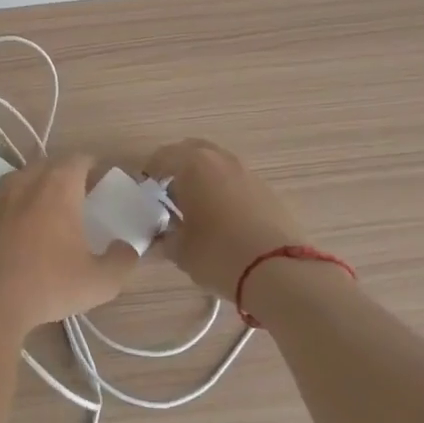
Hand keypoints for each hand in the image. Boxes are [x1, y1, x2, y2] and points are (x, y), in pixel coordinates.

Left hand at [0, 155, 137, 330]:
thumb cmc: (47, 285)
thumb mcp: (99, 282)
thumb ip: (121, 261)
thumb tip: (127, 248)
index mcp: (57, 187)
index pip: (77, 159)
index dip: (90, 165)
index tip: (97, 178)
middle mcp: (24, 182)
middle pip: (45, 166)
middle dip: (60, 175)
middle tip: (73, 197)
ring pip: (16, 183)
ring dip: (31, 191)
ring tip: (40, 215)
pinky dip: (6, 215)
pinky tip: (10, 238)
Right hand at [143, 138, 307, 300]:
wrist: (278, 270)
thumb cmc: (218, 254)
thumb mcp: (180, 251)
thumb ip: (165, 237)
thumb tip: (161, 235)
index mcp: (193, 164)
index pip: (163, 157)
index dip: (151, 172)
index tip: (146, 191)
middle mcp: (221, 159)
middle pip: (193, 151)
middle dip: (178, 167)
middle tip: (169, 192)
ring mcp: (248, 172)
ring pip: (218, 164)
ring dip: (204, 177)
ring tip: (196, 207)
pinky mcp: (268, 190)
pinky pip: (237, 181)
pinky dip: (225, 190)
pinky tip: (223, 218)